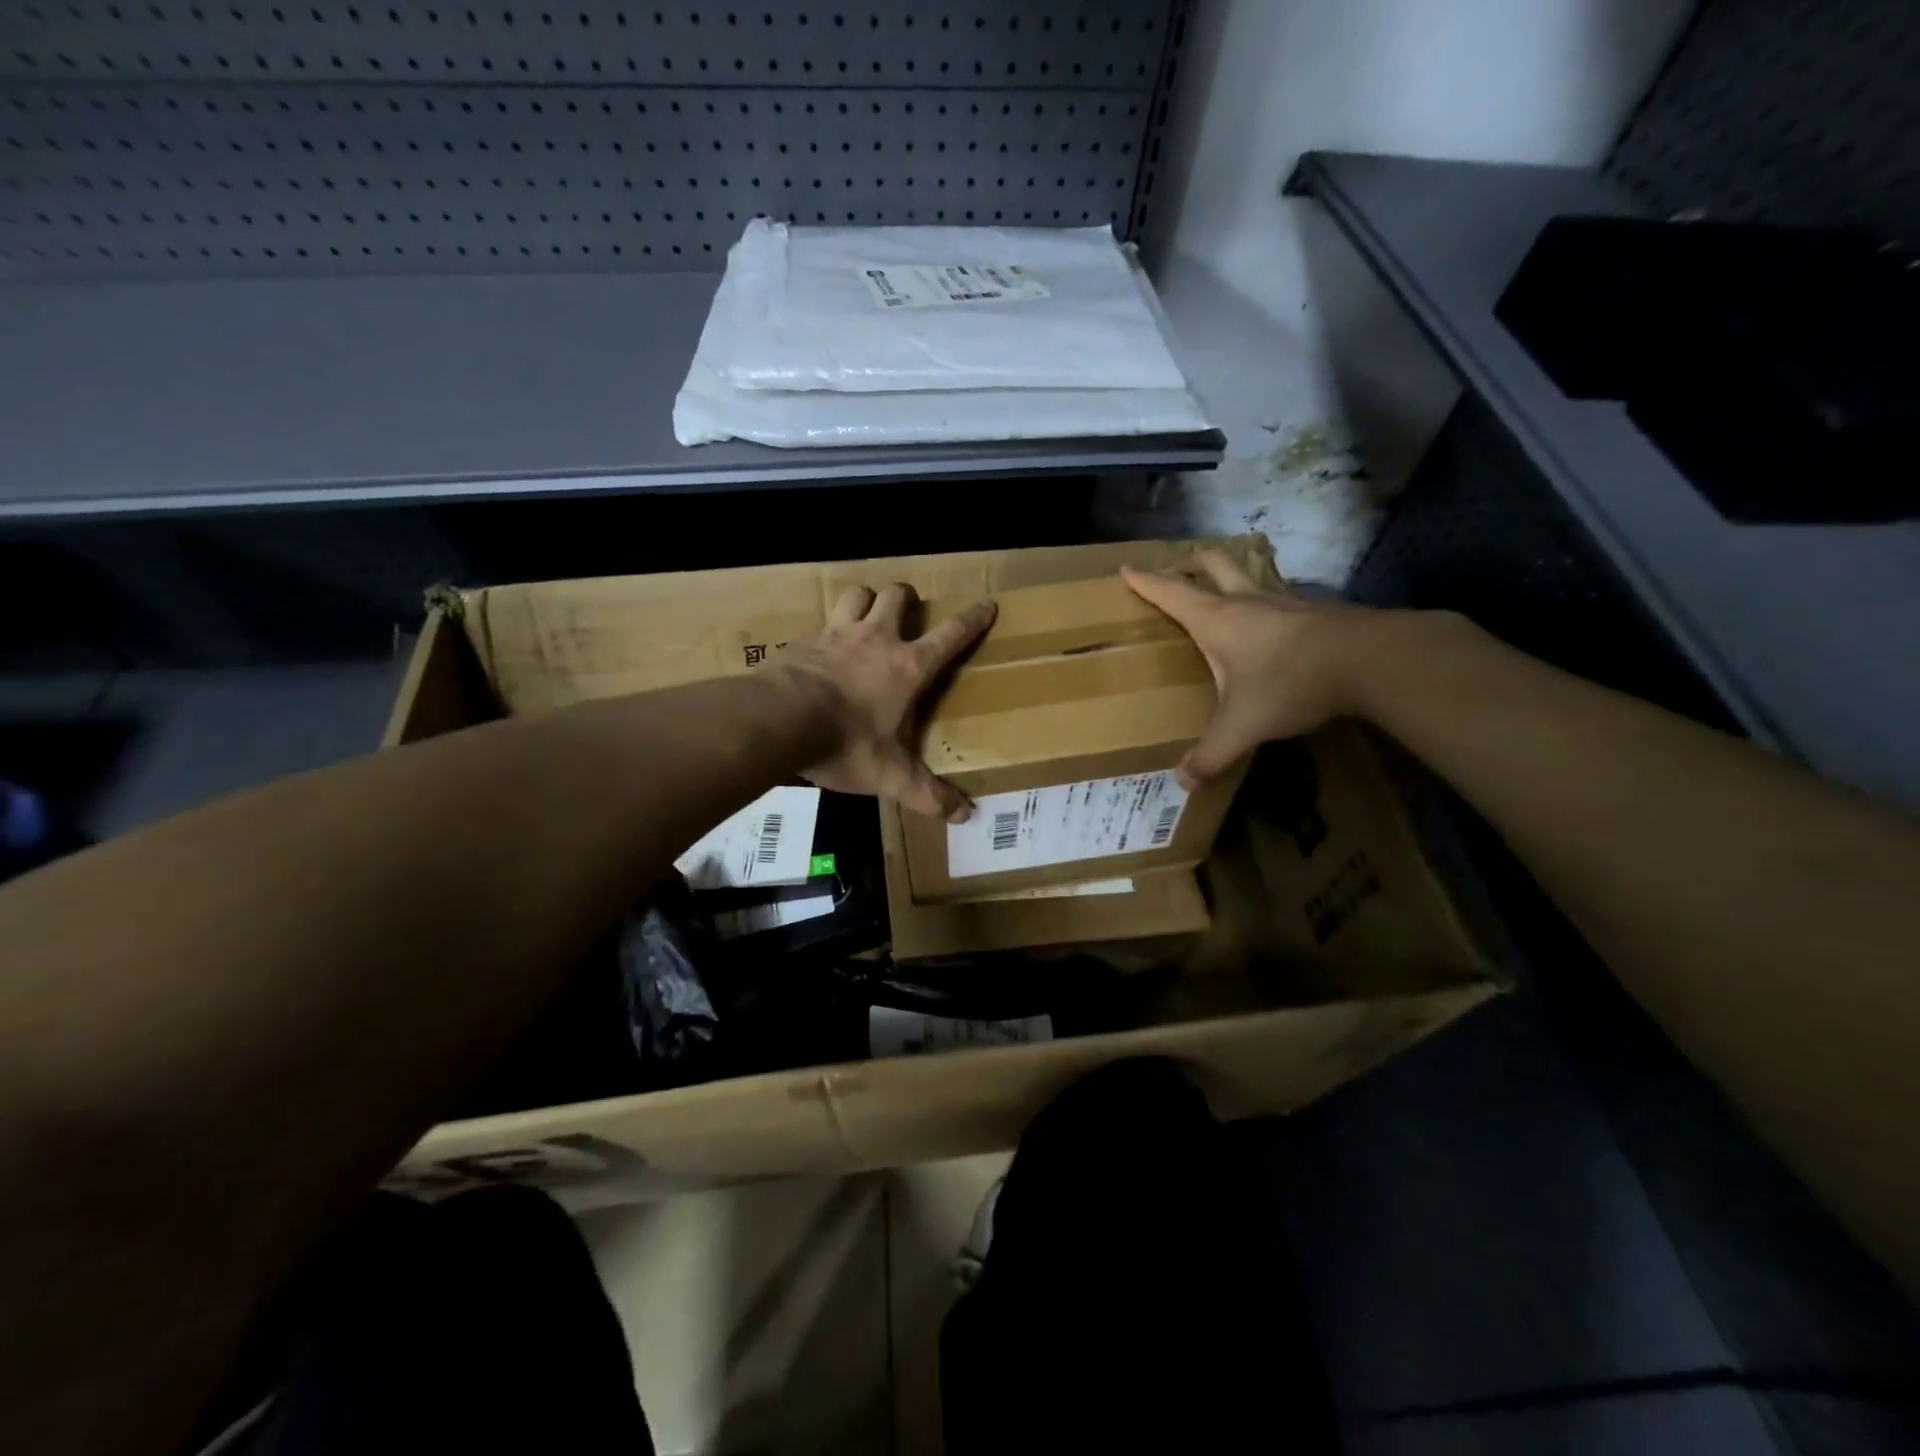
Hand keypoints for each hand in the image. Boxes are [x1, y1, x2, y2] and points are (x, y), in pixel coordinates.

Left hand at [775, 584, 996, 822]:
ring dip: (866, 600)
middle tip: (908, 607)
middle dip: (906, 597)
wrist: (780, 720)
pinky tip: (821, 647)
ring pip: (857, 594)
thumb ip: (927, 794)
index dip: (973, 619)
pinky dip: (826, 628)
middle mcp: (876, 640)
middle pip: (896, 597)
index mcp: (908, 667)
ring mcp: (837, 634)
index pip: (951, 635)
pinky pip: (820, 621)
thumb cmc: (846, 743)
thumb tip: (964, 816)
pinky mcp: (804, 641)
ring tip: (866, 613)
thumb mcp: (891, 776)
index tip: (986, 604)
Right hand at [1121, 550, 1378, 785]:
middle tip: (1173, 572)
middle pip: (1210, 563)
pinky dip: (1260, 598)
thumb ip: (1211, 755)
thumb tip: (1183, 783)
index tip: (1126, 569)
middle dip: (1187, 564)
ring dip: (1227, 574)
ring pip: (1247, 573)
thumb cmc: (1288, 683)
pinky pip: (1276, 594)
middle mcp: (1245, 601)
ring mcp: (1283, 600)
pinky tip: (1267, 621)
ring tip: (1218, 590)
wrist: (1368, 660)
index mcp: (1216, 620)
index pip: (1171, 593)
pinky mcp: (1314, 610)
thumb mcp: (1242, 726)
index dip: (1146, 581)